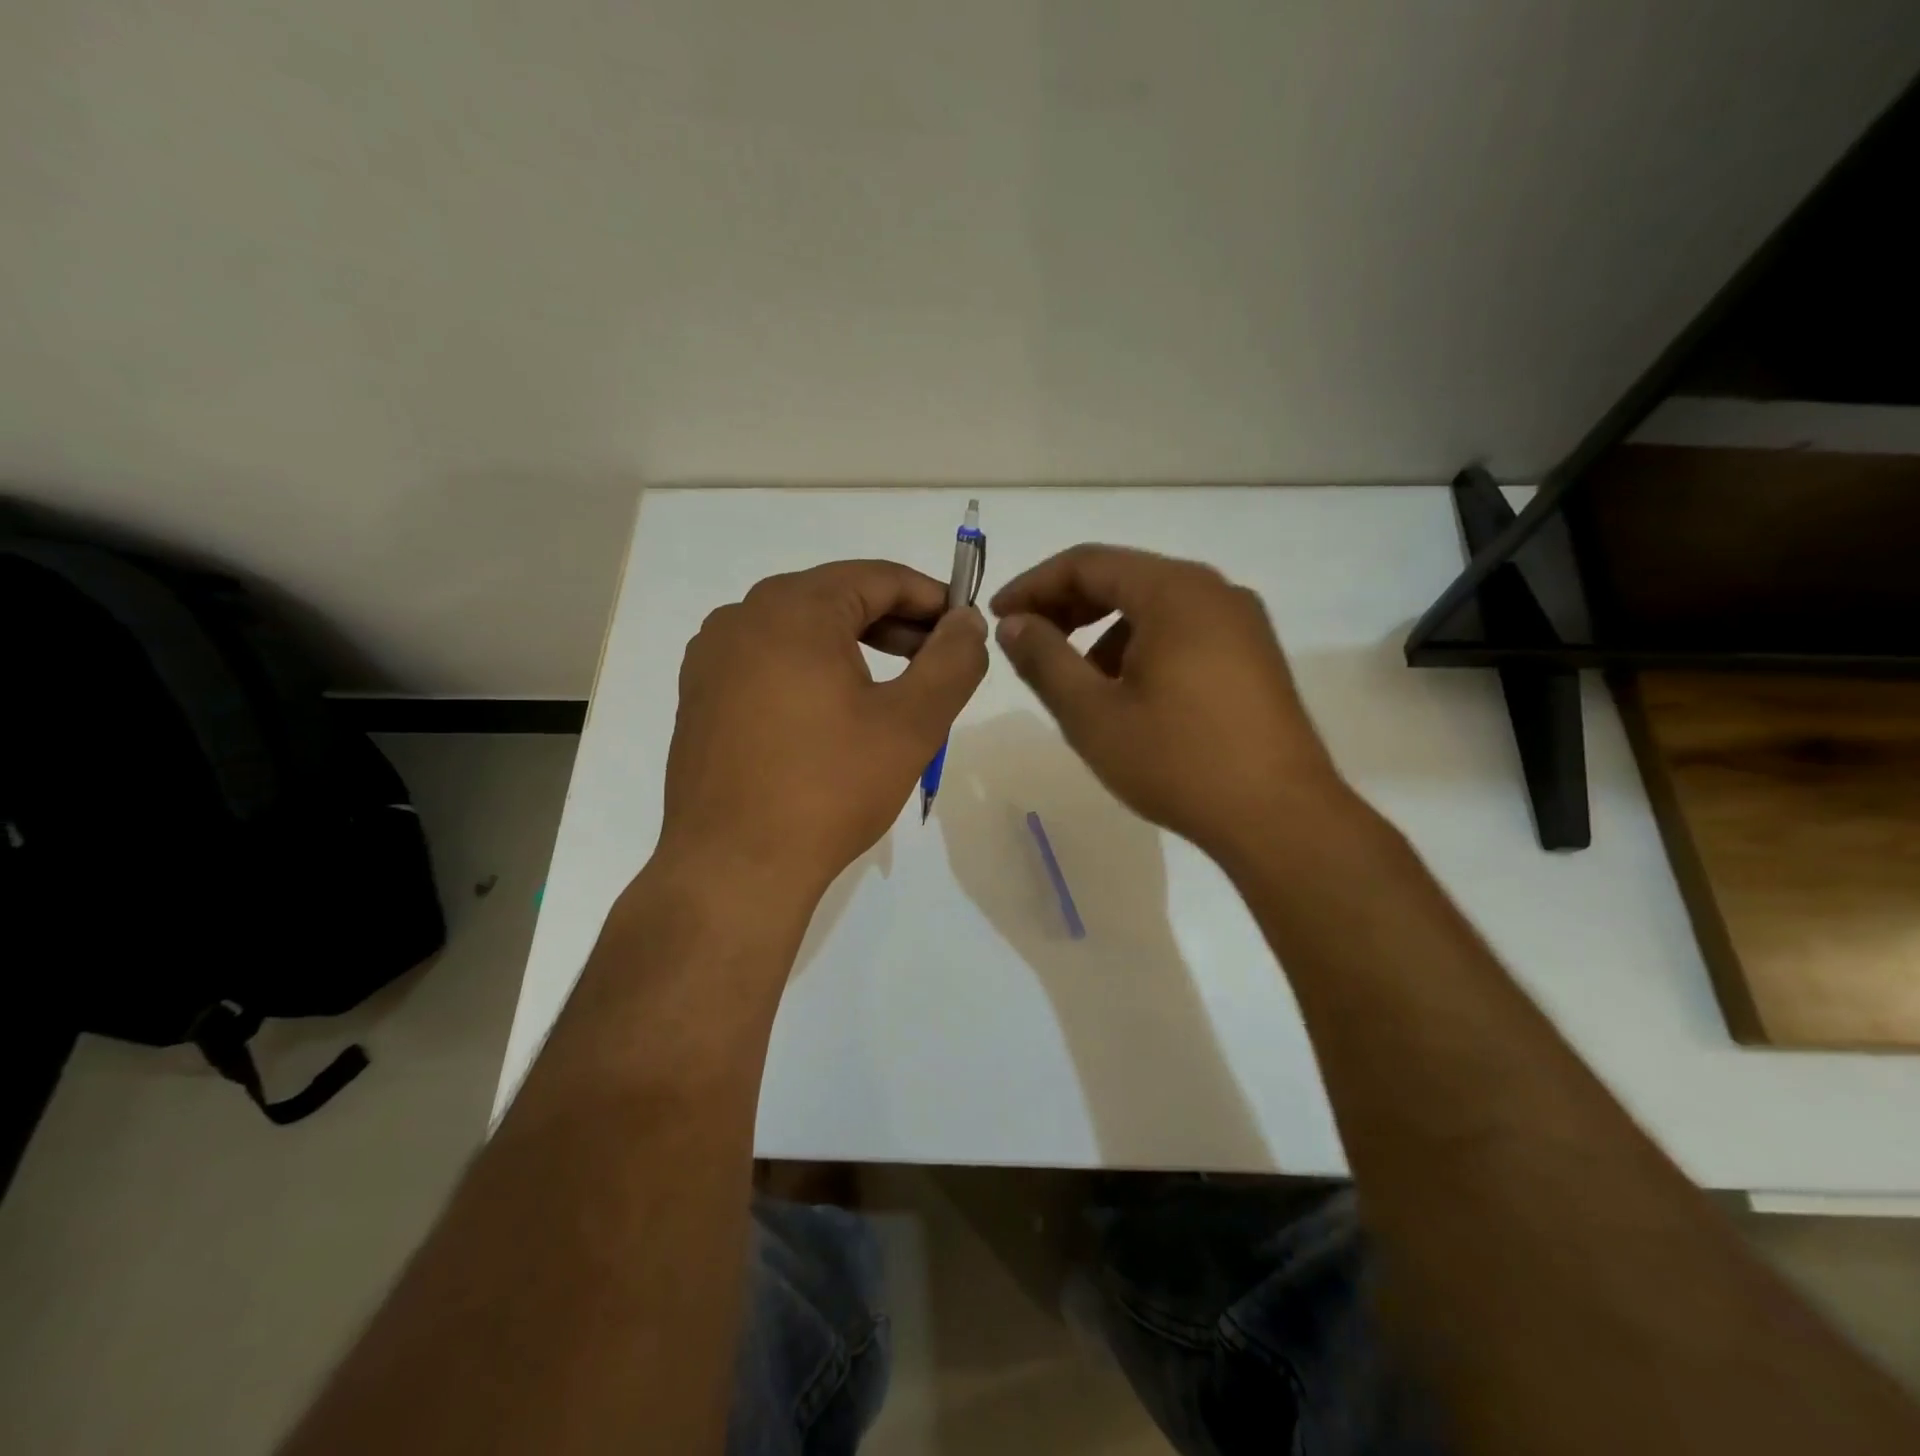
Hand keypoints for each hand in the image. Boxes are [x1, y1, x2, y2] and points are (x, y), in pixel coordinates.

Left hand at [659, 560, 987, 905]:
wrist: (734, 867)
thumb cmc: (829, 789)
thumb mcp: (913, 723)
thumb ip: (953, 660)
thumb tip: (968, 621)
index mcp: (793, 608)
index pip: (878, 578)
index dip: (931, 598)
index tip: (964, 628)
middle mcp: (742, 616)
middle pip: (836, 598)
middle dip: (894, 624)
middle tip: (936, 662)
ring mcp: (712, 656)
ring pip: (800, 630)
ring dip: (854, 647)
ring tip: (893, 689)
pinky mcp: (700, 694)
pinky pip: (768, 660)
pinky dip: (811, 670)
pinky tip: (834, 714)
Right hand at [991, 545, 1347, 864]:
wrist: (1280, 818)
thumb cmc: (1177, 761)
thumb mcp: (1092, 714)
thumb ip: (1044, 660)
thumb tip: (1014, 623)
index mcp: (1174, 591)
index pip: (1088, 563)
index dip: (1034, 585)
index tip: (998, 617)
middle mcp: (1214, 591)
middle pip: (1124, 577)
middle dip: (1068, 606)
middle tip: (1027, 641)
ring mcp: (1241, 622)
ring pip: (1154, 606)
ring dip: (1104, 629)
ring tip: (1076, 676)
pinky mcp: (1254, 654)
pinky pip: (1184, 630)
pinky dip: (1142, 645)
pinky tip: (1129, 692)